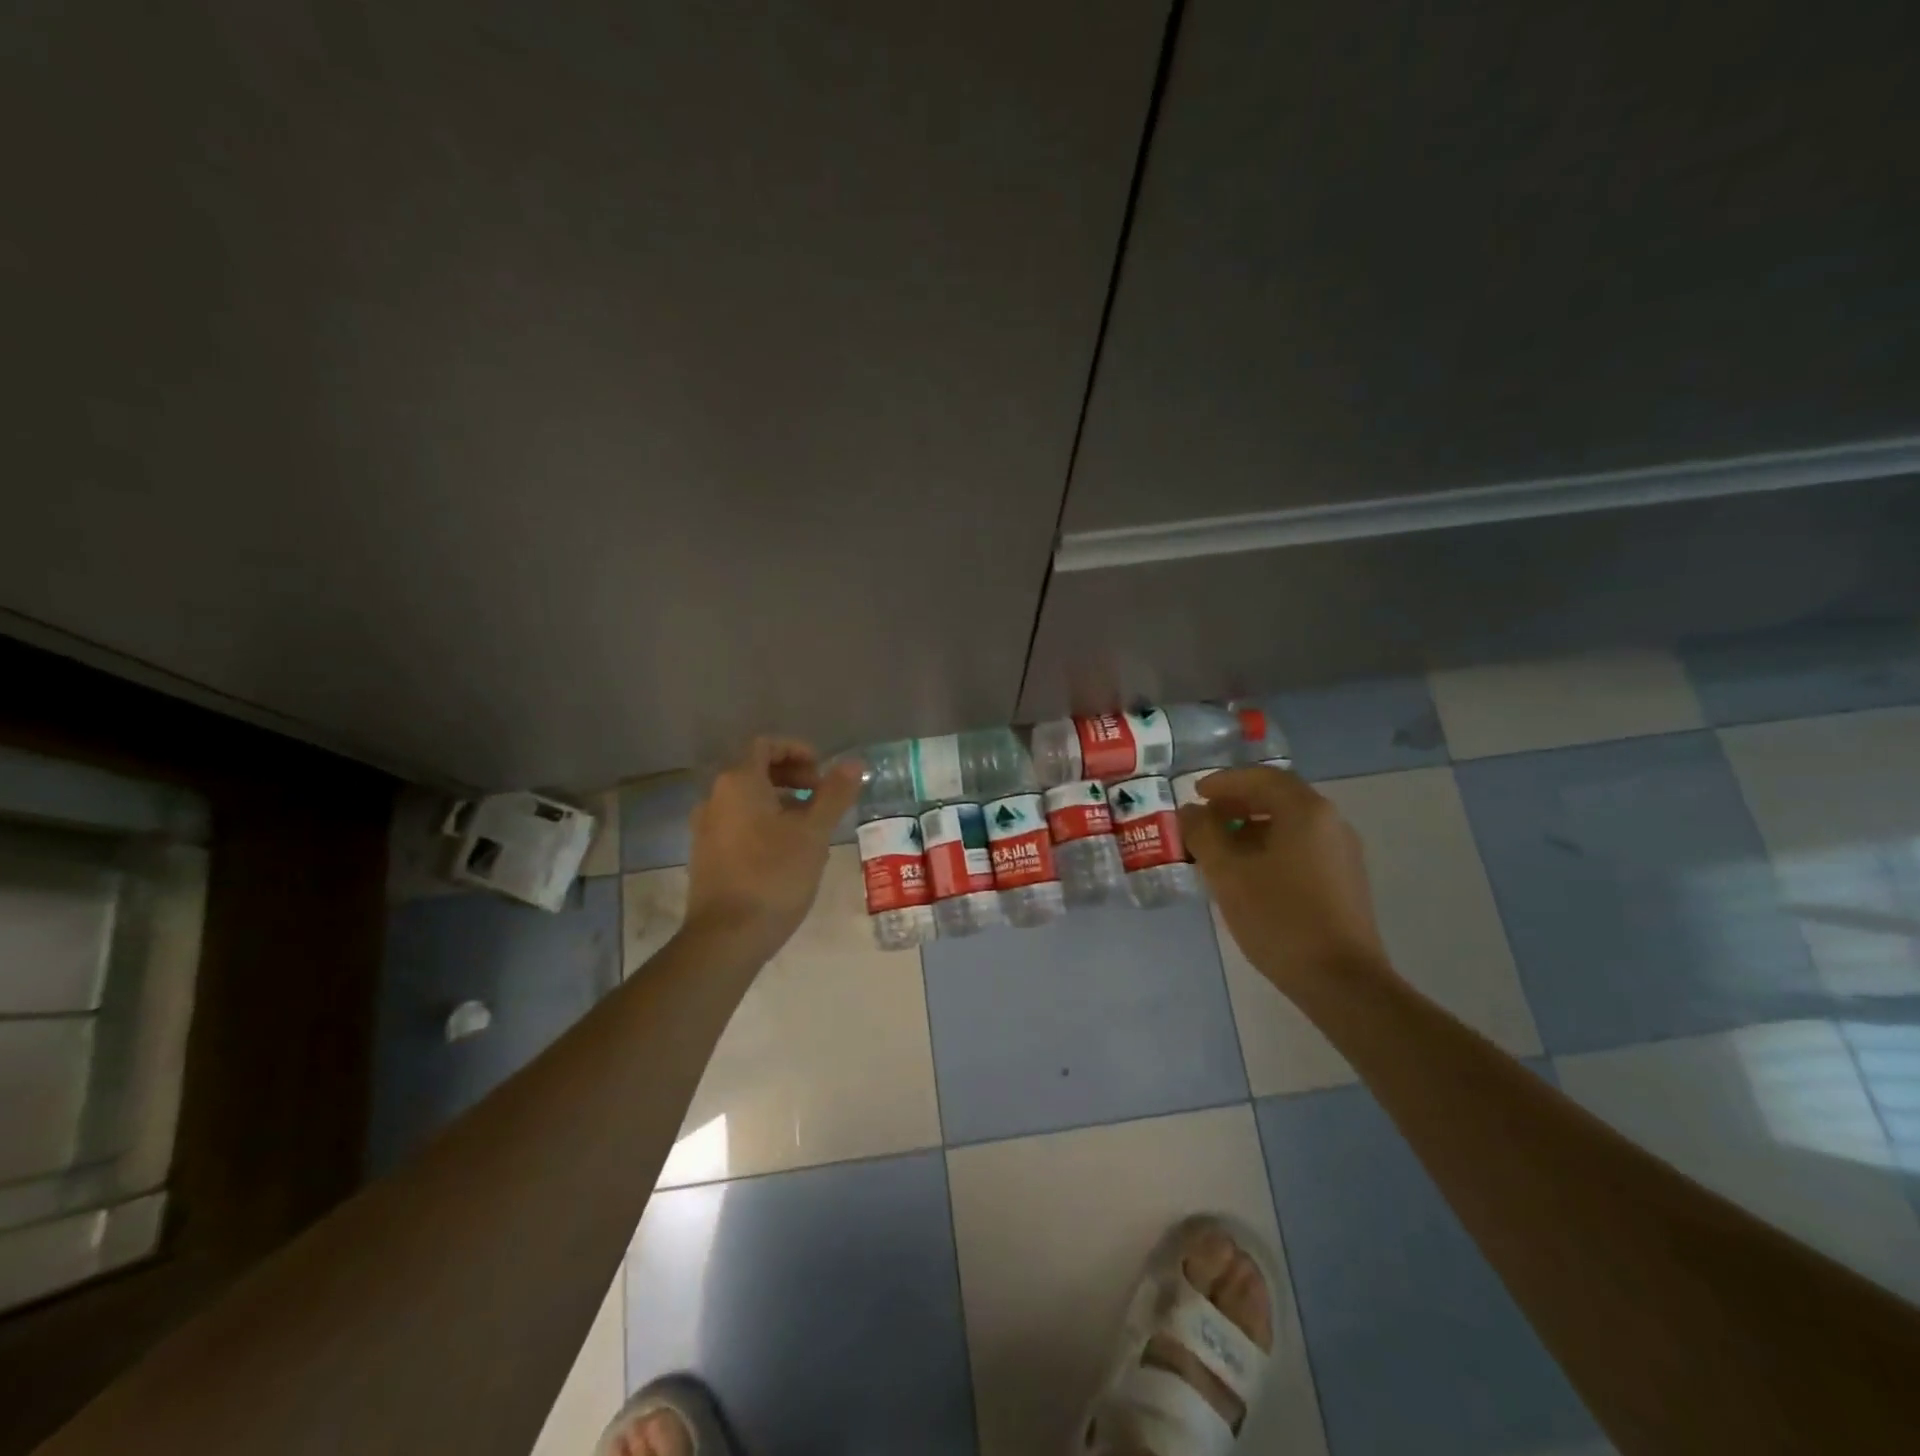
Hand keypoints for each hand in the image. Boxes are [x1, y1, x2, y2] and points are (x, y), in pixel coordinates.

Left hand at [682, 737, 863, 962]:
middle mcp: (714, 797)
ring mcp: (705, 827)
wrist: (726, 936)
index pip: (765, 745)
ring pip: (747, 799)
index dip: (797, 751)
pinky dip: (763, 822)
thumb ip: (834, 794)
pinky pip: (737, 822)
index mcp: (738, 782)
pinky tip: (787, 851)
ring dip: (780, 801)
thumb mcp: (814, 833)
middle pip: (754, 770)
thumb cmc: (774, 875)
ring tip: (810, 826)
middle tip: (821, 796)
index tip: (822, 772)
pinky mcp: (706, 855)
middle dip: (792, 776)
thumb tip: (854, 763)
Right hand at [1179, 764, 1390, 993]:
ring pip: (1291, 824)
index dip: (1225, 781)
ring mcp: (1342, 852)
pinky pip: (1302, 846)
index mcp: (1306, 811)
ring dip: (1253, 826)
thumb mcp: (1228, 873)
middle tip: (1205, 817)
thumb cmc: (1279, 918)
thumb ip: (1204, 834)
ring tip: (1221, 847)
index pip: (1262, 777)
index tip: (1196, 793)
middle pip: (1279, 797)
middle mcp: (1331, 822)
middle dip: (1238, 802)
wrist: (1342, 981)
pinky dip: (1271, 846)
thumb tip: (1190, 812)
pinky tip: (1249, 873)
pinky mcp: (1345, 880)